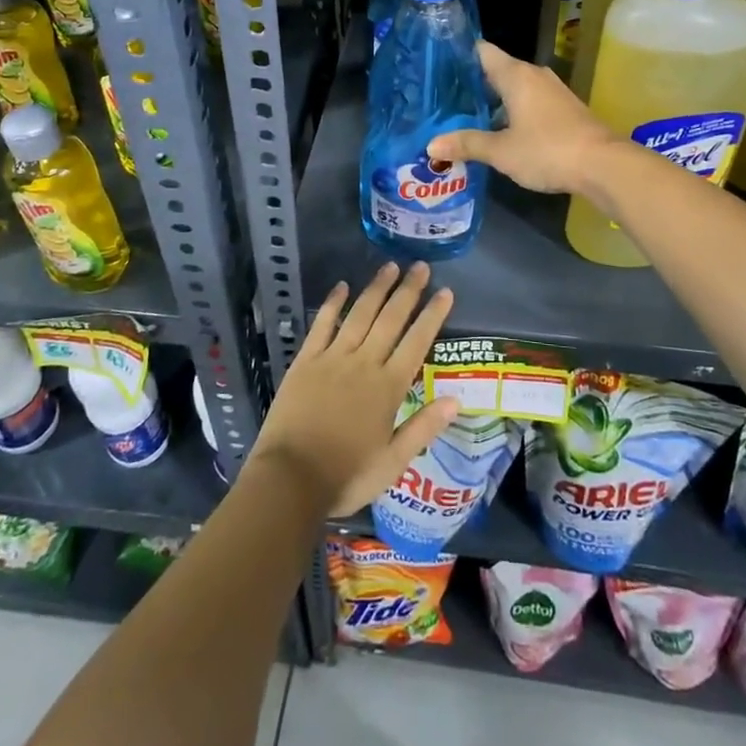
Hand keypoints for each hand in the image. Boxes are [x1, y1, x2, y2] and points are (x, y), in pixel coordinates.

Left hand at [249, 262, 458, 516]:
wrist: (290, 479)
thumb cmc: (345, 476)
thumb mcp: (393, 463)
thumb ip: (423, 428)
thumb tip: (456, 400)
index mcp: (388, 388)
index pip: (417, 342)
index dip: (433, 315)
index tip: (445, 291)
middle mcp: (364, 363)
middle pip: (391, 319)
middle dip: (408, 291)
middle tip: (421, 266)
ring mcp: (333, 358)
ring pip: (360, 314)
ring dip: (377, 288)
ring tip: (390, 266)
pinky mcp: (306, 360)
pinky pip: (322, 324)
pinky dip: (333, 303)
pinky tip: (342, 286)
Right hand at [428, 40, 615, 195]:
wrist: (603, 165)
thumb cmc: (547, 150)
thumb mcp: (501, 151)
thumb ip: (467, 144)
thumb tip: (431, 145)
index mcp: (516, 75)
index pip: (482, 51)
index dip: (459, 55)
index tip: (437, 65)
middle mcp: (534, 75)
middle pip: (496, 70)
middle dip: (472, 84)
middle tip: (442, 98)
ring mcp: (552, 91)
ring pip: (514, 88)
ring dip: (493, 101)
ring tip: (464, 116)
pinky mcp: (563, 109)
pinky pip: (529, 102)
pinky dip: (511, 111)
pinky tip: (498, 130)